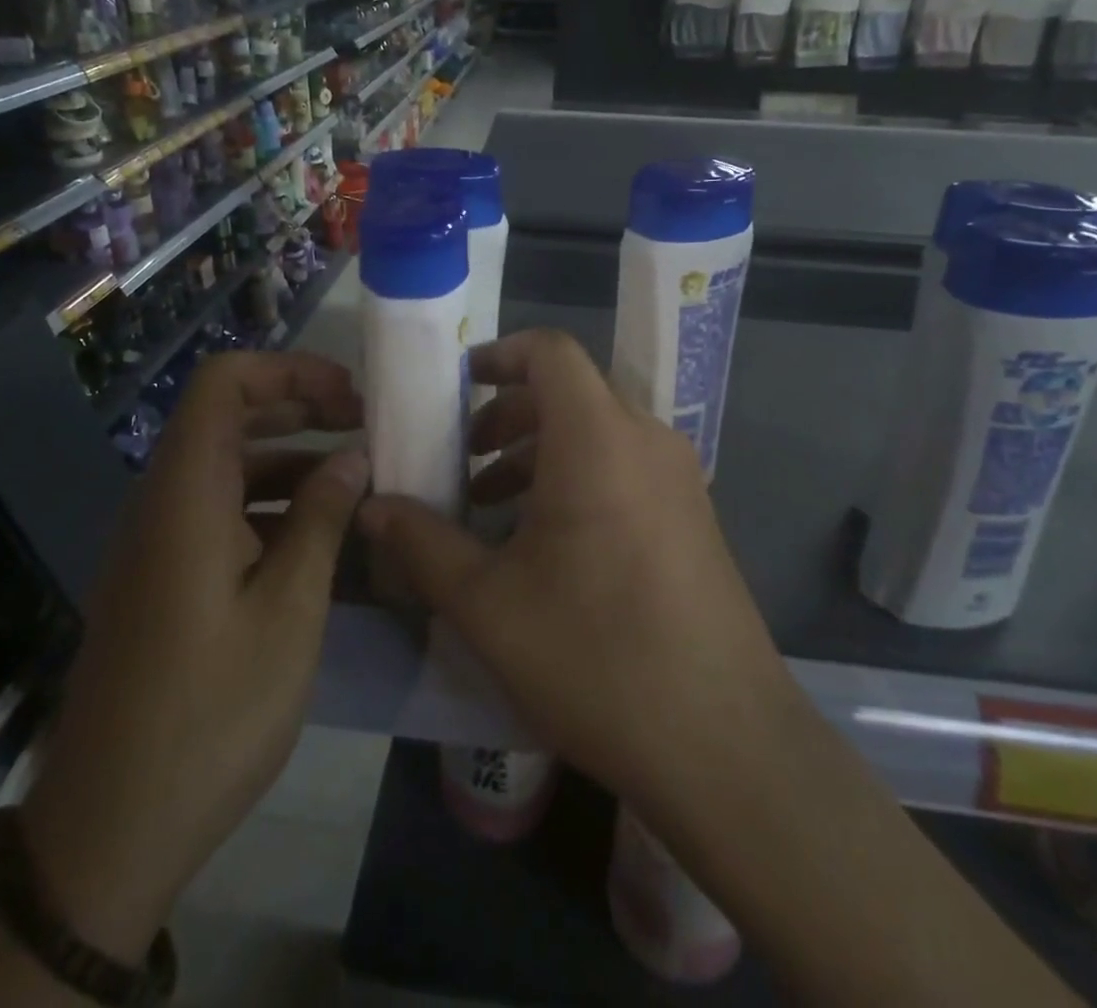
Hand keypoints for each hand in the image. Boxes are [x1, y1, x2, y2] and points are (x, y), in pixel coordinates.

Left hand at [20, 350, 367, 960]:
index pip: (223, 383)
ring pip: (226, 466)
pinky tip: (319, 533)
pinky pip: (218, 512)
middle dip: (299, 407)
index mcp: (186, 495)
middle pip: (227, 417)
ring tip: (357, 476)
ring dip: (290, 457)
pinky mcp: (163, 580)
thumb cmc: (210, 715)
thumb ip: (321, 520)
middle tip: (365, 424)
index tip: (349, 395)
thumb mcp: (289, 612)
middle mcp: (162, 504)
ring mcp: (157, 544)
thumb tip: (353, 456)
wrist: (108, 834)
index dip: (287, 371)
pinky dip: (270, 504)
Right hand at [356, 329, 787, 817]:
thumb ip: (422, 544)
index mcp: (598, 438)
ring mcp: (678, 478)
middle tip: (462, 460)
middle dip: (506, 414)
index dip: (498, 354)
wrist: (725, 745)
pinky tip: (546, 544)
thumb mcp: (487, 604)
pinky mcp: (693, 516)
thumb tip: (371, 508)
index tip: (454, 386)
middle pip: (569, 391)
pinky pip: (624, 466)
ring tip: (492, 506)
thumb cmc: (596, 657)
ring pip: (596, 431)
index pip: (550, 351)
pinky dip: (576, 476)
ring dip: (538, 451)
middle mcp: (646, 440)